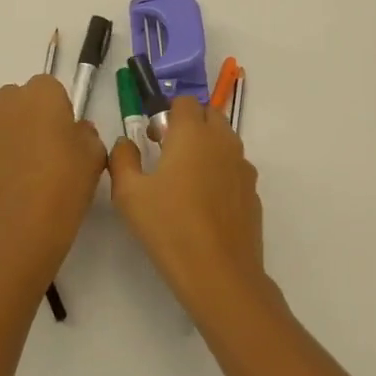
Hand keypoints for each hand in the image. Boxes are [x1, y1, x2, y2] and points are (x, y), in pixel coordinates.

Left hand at [0, 76, 105, 281]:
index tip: (61, 137)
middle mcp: (6, 100)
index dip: (55, 112)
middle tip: (38, 153)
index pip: (49, 89)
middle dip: (25, 118)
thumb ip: (86, 133)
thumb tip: (74, 130)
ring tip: (12, 171)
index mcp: (42, 93)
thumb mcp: (94, 156)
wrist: (21, 227)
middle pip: (16, 100)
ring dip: (1, 136)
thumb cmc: (65, 185)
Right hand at [108, 95, 267, 315]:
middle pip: (209, 115)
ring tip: (186, 183)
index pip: (184, 101)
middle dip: (189, 125)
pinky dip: (221, 173)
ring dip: (206, 148)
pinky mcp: (253, 191)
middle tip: (168, 155)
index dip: (167, 114)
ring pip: (224, 141)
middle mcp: (222, 141)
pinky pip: (235, 168)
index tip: (154, 139)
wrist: (220, 274)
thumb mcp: (129, 194)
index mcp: (193, 133)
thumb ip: (122, 159)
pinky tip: (206, 206)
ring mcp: (242, 166)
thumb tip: (125, 143)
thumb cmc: (170, 227)